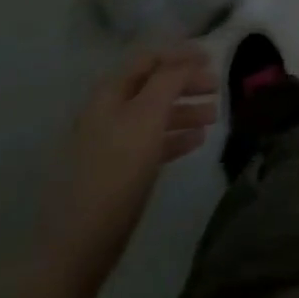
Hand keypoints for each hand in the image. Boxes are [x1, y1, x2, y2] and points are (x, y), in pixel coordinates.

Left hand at [37, 47, 217, 292]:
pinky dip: (175, 135)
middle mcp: (108, 111)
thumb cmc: (117, 172)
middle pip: (153, 84)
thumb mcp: (147, 118)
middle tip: (219, 87)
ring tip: (215, 116)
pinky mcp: (117, 170)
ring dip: (185, 108)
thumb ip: (169, 81)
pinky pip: (151, 141)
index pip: (148, 57)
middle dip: (186, 82)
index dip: (180, 53)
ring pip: (154, 113)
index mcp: (110, 93)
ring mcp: (111, 142)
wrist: (79, 244)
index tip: (212, 57)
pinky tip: (197, 141)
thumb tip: (187, 59)